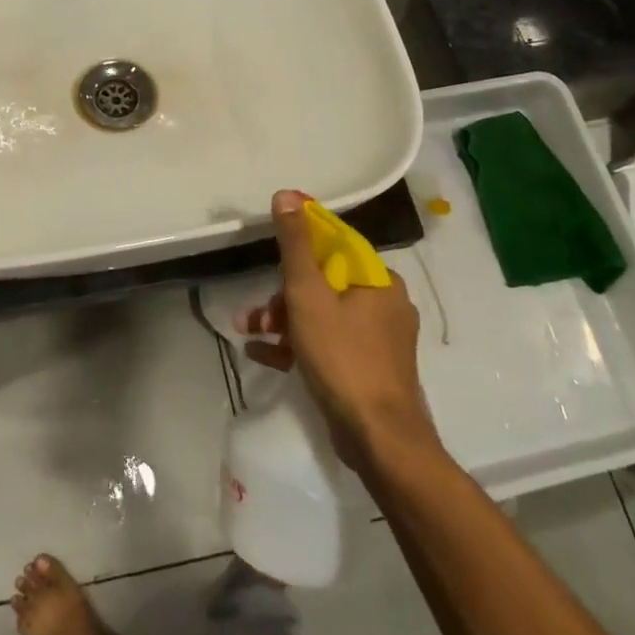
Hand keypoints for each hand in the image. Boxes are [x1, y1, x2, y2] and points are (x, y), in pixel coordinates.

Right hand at [236, 189, 436, 466]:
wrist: (379, 439)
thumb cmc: (343, 358)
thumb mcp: (308, 295)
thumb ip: (295, 245)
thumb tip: (288, 195)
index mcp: (379, 280)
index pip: (334, 247)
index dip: (298, 250)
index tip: (270, 263)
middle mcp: (385, 304)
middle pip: (324, 284)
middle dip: (283, 297)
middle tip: (258, 314)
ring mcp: (380, 341)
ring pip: (323, 316)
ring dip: (283, 322)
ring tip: (249, 333)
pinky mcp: (370, 370)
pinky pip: (328, 345)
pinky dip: (298, 346)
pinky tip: (263, 355)